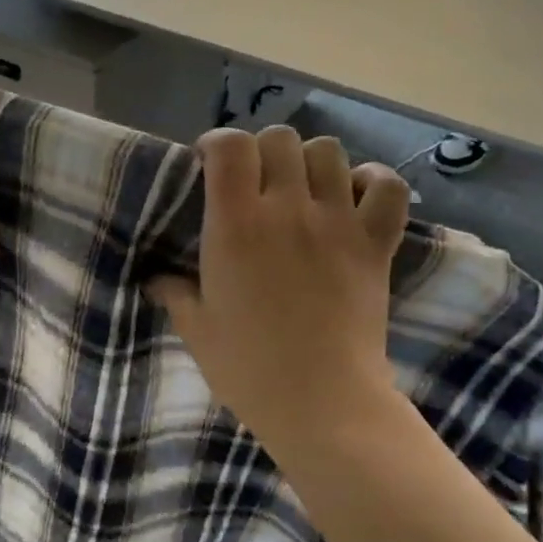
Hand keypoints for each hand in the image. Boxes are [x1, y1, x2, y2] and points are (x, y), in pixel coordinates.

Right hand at [148, 127, 410, 450]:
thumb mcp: (197, 329)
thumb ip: (174, 293)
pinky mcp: (375, 243)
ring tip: (304, 190)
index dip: (219, 143)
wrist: (322, 402)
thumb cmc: (249, 367)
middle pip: (280, 139)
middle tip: (257, 183)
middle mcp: (287, 208)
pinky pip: (387, 187)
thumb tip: (155, 280)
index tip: (212, 164)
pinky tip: (354, 199)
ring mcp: (337, 222)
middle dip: (263, 151)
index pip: (230, 145)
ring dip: (312, 162)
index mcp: (236, 224)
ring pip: (329, 151)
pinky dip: (373, 183)